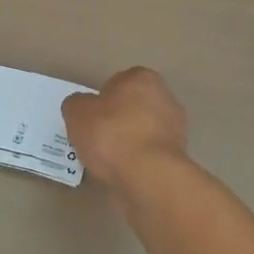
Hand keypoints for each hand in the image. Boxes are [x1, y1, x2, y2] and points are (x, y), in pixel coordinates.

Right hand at [62, 67, 189, 189]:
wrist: (148, 176)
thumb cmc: (111, 134)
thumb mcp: (77, 113)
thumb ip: (76, 104)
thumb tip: (80, 107)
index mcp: (142, 77)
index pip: (117, 83)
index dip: (101, 101)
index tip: (91, 119)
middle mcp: (164, 96)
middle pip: (132, 107)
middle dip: (118, 121)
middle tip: (97, 140)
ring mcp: (175, 128)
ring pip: (143, 132)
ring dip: (129, 143)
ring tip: (108, 162)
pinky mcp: (178, 157)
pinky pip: (150, 155)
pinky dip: (139, 162)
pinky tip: (124, 173)